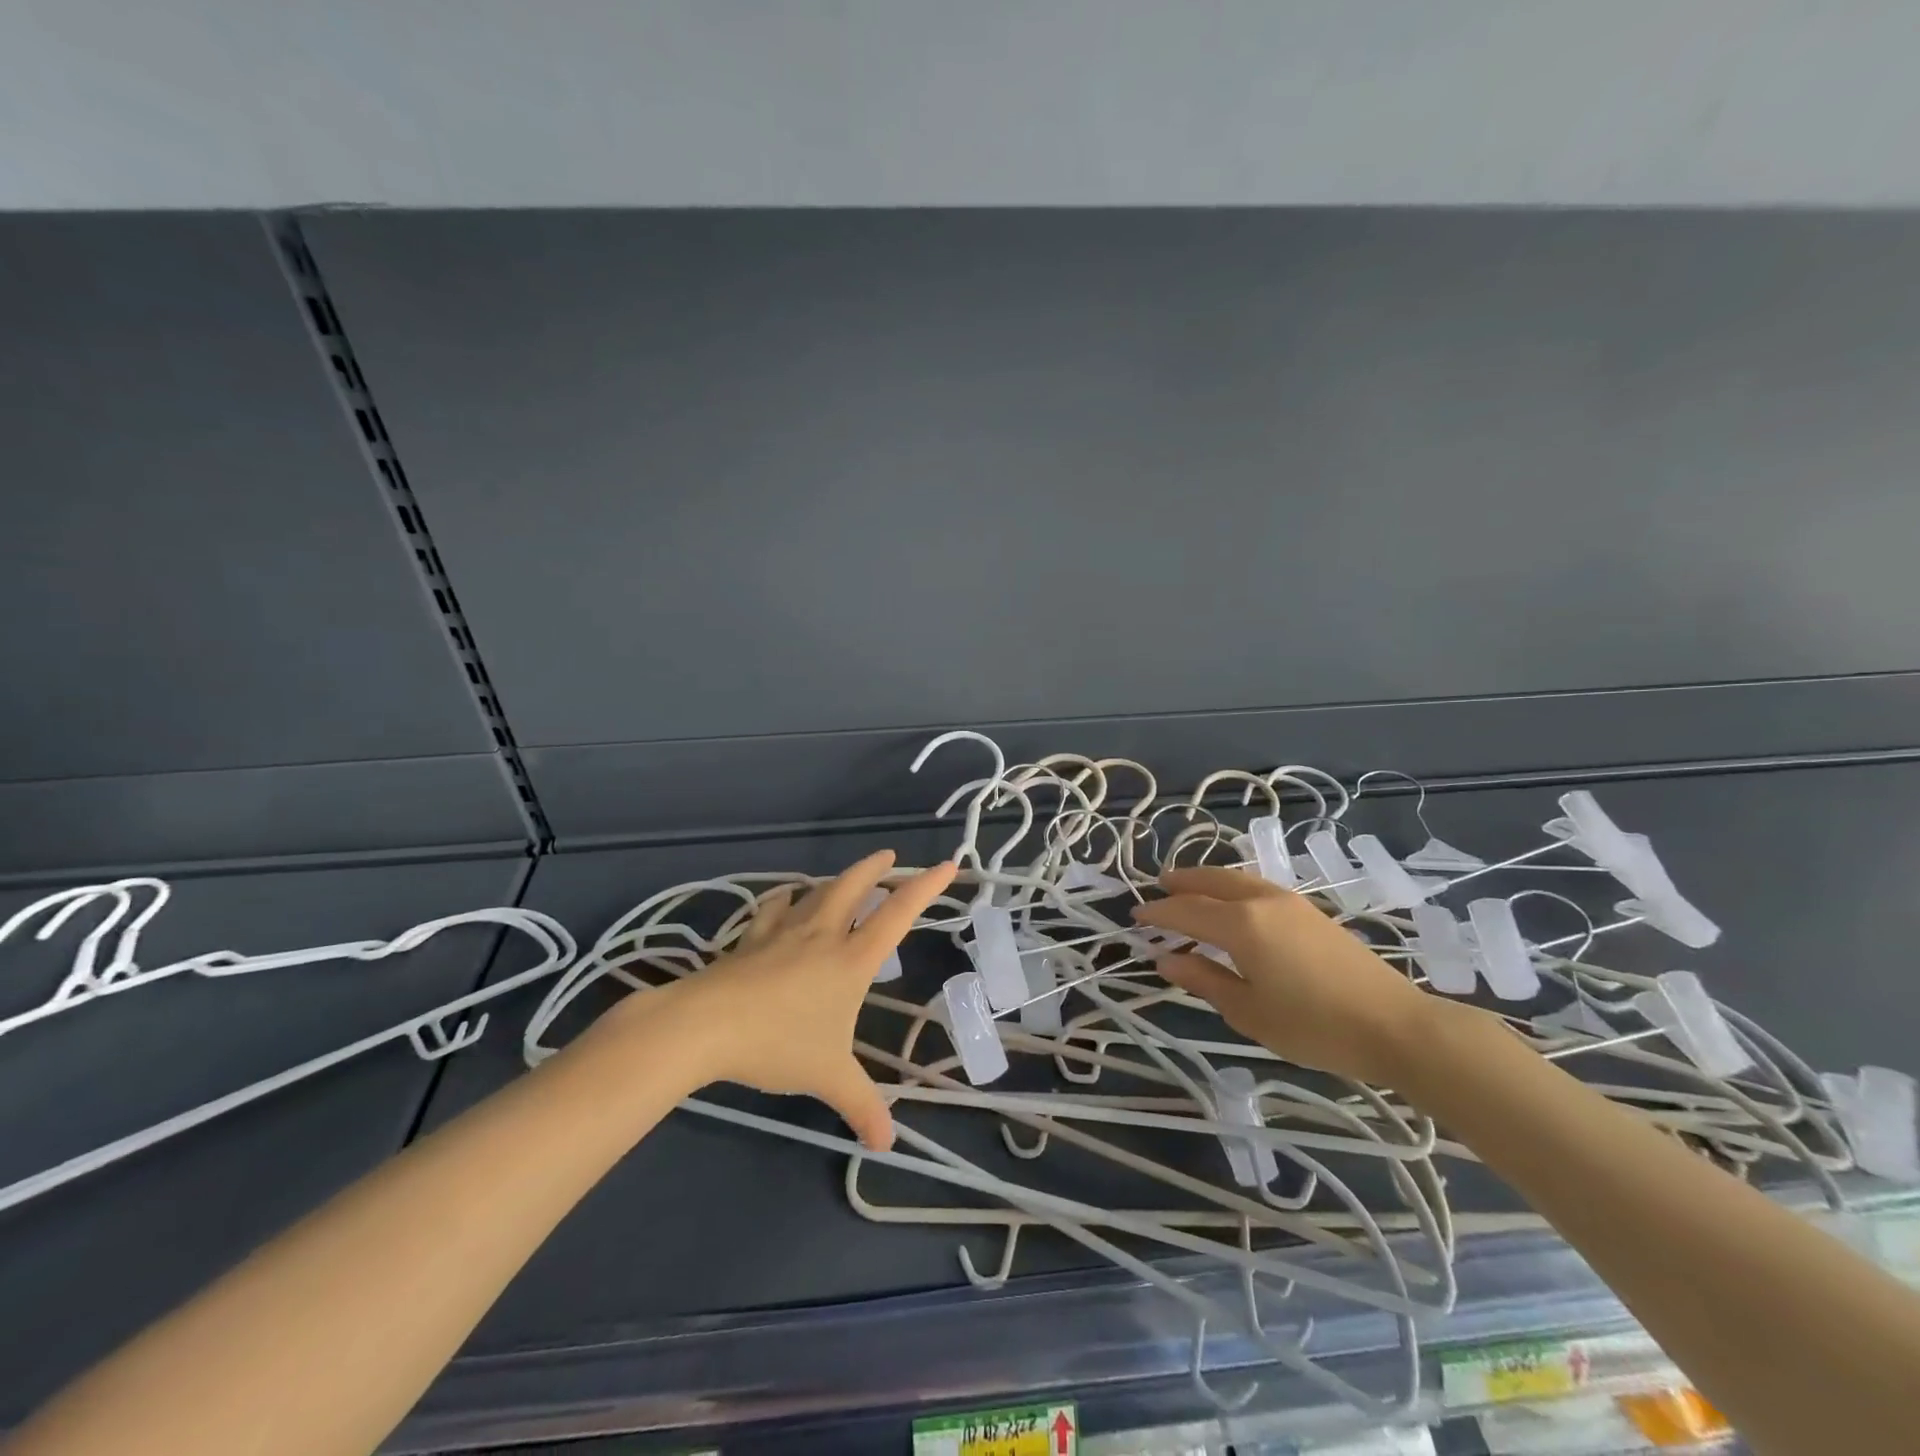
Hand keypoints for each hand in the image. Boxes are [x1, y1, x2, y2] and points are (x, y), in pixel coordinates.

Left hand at [646, 850, 955, 1149]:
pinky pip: (772, 910)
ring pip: (816, 893)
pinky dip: (784, 900)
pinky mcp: (751, 940)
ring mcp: (783, 933)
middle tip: (889, 856)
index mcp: (851, 960)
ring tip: (843, 879)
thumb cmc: (778, 1044)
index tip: (946, 865)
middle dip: (875, 868)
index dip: (925, 888)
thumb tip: (887, 1144)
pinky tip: (783, 899)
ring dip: (835, 881)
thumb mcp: (827, 1077)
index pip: (897, 914)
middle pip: (854, 887)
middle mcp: (822, 936)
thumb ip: (860, 1105)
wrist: (706, 1025)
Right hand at [1131, 866, 1435, 1084]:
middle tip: (1157, 887)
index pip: (1186, 910)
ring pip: (1236, 879)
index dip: (1158, 912)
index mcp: (1241, 924)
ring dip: (1207, 881)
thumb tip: (1165, 960)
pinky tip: (1232, 903)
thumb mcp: (1249, 1012)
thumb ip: (1204, 980)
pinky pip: (1256, 886)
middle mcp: (1261, 900)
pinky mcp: (1310, 911)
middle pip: (1211, 881)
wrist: (1394, 1024)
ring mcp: (1290, 901)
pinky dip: (1232, 888)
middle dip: (1181, 882)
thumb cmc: (1314, 1025)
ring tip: (1189, 889)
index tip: (1134, 915)